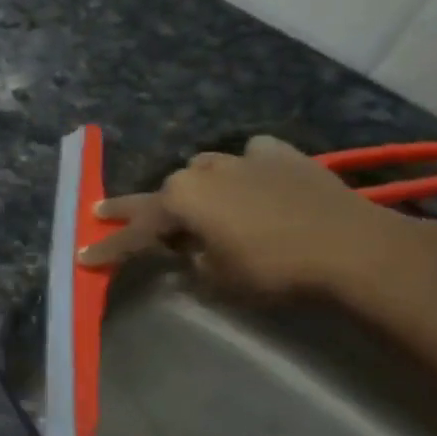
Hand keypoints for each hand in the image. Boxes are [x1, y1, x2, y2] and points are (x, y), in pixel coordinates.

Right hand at [78, 134, 436, 301]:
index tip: (84, 257)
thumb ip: (192, 260)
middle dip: (133, 209)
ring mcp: (242, 159)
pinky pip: (252, 158)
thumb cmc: (273, 269)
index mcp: (180, 201)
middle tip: (102, 212)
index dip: (109, 249)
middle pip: (159, 194)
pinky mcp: (282, 156)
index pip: (133, 232)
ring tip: (198, 204)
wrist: (352, 246)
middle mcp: (202, 173)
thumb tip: (191, 249)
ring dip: (194, 188)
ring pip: (203, 169)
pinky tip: (254, 178)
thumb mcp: (218, 279)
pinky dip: (246, 169)